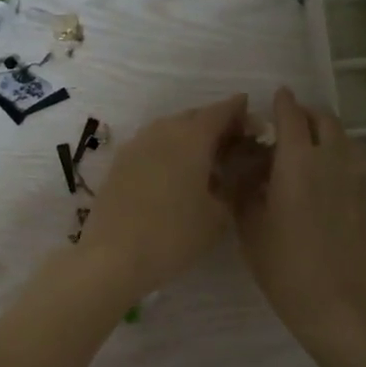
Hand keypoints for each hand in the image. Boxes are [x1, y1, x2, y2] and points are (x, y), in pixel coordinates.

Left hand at [75, 95, 247, 300]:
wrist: (113, 255)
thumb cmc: (174, 235)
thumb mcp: (218, 215)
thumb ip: (233, 185)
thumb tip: (236, 171)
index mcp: (192, 137)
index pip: (221, 111)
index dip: (238, 110)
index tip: (251, 115)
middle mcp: (163, 131)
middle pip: (194, 116)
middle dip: (214, 124)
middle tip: (232, 142)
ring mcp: (136, 144)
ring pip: (169, 129)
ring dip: (189, 136)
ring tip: (205, 158)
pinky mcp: (119, 162)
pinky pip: (151, 145)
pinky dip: (168, 150)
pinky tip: (175, 172)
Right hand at [233, 88, 365, 342]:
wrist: (335, 302)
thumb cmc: (282, 263)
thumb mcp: (248, 225)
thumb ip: (244, 188)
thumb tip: (242, 167)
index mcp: (297, 161)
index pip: (291, 116)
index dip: (282, 103)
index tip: (274, 97)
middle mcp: (330, 160)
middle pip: (324, 120)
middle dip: (305, 114)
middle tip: (287, 124)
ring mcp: (354, 178)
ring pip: (343, 138)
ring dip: (325, 132)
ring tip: (306, 147)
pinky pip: (354, 160)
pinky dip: (339, 154)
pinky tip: (325, 174)